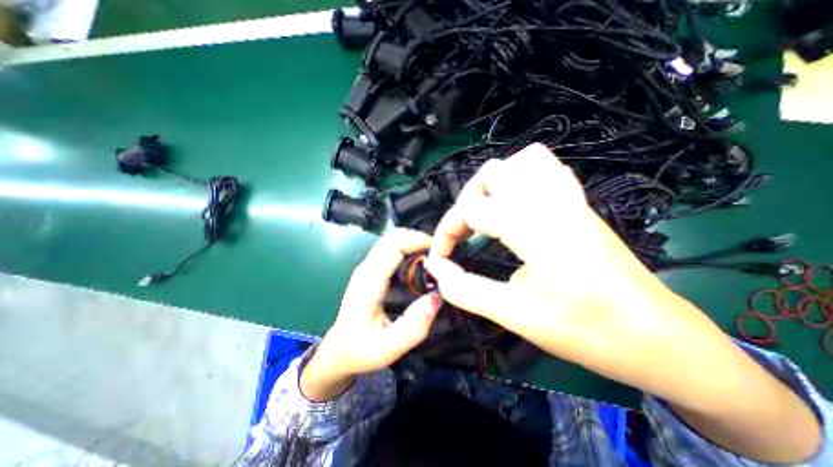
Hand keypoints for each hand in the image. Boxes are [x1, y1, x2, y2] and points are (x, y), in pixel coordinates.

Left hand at [301, 230, 441, 400]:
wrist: (337, 352)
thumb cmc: (359, 350)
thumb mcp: (386, 348)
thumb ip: (412, 327)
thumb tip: (436, 298)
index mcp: (369, 281)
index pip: (393, 245)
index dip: (417, 241)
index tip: (439, 250)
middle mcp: (367, 268)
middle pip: (392, 238)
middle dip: (418, 238)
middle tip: (441, 252)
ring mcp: (368, 268)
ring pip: (392, 241)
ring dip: (414, 242)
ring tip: (435, 256)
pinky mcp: (371, 271)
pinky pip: (391, 250)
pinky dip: (408, 248)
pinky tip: (421, 262)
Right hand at [430, 143, 675, 371]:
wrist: (660, 339)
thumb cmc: (590, 332)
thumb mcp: (518, 316)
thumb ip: (468, 291)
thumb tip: (436, 269)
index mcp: (538, 228)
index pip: (471, 210)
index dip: (446, 232)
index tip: (440, 259)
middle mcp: (553, 202)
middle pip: (492, 174)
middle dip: (465, 203)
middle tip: (462, 235)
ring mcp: (570, 198)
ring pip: (520, 162)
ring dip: (492, 186)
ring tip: (484, 215)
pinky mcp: (578, 204)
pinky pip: (544, 170)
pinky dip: (519, 179)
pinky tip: (513, 206)